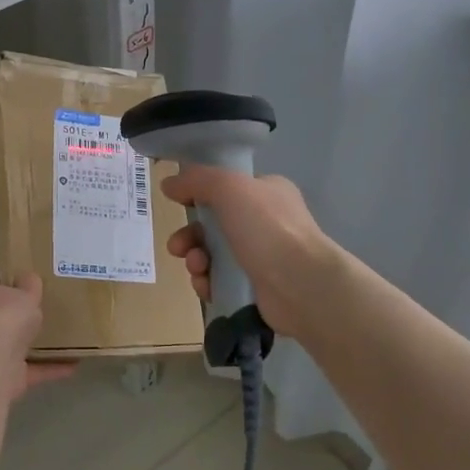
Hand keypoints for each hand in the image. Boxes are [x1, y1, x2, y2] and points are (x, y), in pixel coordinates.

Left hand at [0, 261, 76, 398]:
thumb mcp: (24, 292)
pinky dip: (49, 367)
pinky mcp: (0, 374)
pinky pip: (29, 368)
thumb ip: (29, 284)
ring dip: (34, 338)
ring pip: (12, 339)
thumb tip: (28, 280)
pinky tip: (74, 363)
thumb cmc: (2, 318)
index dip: (1, 264)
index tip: (24, 262)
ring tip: (62, 330)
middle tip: (46, 295)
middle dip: (19, 304)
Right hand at [161, 168, 336, 337]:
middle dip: (190, 235)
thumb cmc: (266, 228)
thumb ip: (197, 180)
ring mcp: (262, 258)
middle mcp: (266, 223)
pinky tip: (206, 286)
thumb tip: (168, 184)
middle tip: (177, 247)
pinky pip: (220, 282)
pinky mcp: (256, 289)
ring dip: (196, 259)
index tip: (178, 204)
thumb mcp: (229, 188)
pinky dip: (208, 283)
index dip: (199, 195)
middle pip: (214, 225)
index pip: (226, 189)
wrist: (300, 284)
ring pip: (213, 255)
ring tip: (197, 267)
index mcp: (267, 193)